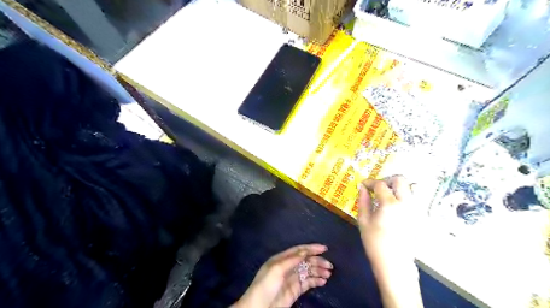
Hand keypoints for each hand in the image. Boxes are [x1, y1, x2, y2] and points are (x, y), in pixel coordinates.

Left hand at [230, 244, 329, 307]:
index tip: (324, 248)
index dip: (311, 248)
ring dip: (319, 271)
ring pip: (308, 271)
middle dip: (318, 261)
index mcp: (282, 259)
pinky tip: (323, 281)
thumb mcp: (277, 269)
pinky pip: (308, 282)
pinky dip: (316, 280)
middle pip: (306, 261)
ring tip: (328, 274)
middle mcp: (288, 266)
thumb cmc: (266, 285)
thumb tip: (305, 251)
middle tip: (330, 265)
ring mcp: (292, 278)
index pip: (299, 250)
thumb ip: (291, 260)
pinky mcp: (296, 290)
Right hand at [359, 177, 414, 264]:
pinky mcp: (421, 216)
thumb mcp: (363, 220)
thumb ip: (363, 201)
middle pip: (400, 180)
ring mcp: (416, 209)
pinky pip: (416, 199)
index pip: (380, 184)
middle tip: (378, 188)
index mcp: (389, 203)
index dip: (370, 182)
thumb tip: (361, 187)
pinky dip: (406, 196)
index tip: (363, 185)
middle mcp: (406, 202)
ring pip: (412, 187)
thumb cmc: (375, 242)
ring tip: (389, 195)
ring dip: (399, 187)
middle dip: (387, 180)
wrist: (394, 263)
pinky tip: (397, 206)